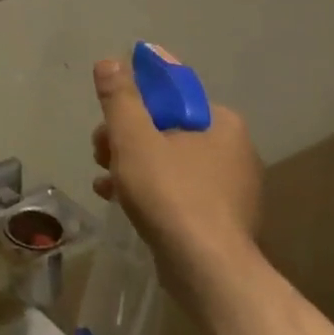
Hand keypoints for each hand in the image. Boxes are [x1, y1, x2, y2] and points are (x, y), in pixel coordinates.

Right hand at [90, 47, 263, 308]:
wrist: (207, 272)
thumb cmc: (170, 193)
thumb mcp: (133, 136)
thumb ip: (119, 96)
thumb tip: (110, 62)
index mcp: (222, 122)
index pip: (173, 91)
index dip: (135, 95)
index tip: (109, 111)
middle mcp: (233, 150)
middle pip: (166, 126)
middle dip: (126, 134)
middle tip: (100, 149)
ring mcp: (230, 189)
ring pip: (168, 159)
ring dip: (130, 162)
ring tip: (103, 177)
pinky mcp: (219, 220)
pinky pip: (176, 190)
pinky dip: (146, 189)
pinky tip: (116, 199)